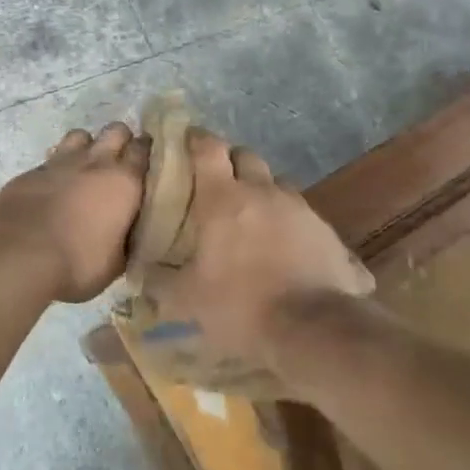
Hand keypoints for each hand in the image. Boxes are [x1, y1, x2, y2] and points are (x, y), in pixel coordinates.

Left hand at [0, 124, 148, 302]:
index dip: (146, 151)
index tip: (147, 161)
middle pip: (115, 130)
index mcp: (124, 182)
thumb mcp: (116, 261)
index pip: (142, 149)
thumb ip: (126, 239)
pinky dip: (57, 168)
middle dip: (120, 140)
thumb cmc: (79, 262)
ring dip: (87, 147)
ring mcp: (61, 162)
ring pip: (80, 136)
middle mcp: (95, 162)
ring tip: (85, 168)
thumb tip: (128, 234)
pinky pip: (51, 159)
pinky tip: (53, 186)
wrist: (20, 255)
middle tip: (119, 162)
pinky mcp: (32, 171)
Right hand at [142, 130, 373, 393]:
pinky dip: (290, 223)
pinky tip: (286, 248)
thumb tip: (141, 272)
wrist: (315, 329)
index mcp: (224, 198)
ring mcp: (300, 209)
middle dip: (231, 162)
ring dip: (262, 191)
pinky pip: (303, 216)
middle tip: (217, 183)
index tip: (186, 140)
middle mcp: (263, 192)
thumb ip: (161, 281)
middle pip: (246, 157)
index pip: (208, 149)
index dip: (195, 139)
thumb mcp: (187, 300)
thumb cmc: (240, 306)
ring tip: (253, 216)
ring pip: (277, 184)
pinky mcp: (328, 232)